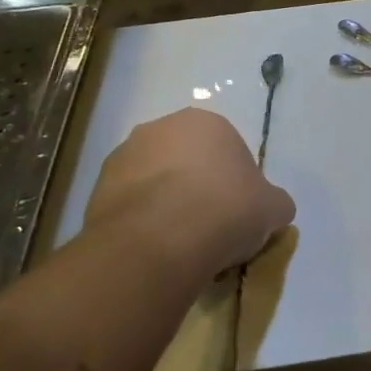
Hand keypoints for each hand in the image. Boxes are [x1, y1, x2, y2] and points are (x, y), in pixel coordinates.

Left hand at [84, 108, 295, 277]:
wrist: (160, 241)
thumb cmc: (226, 210)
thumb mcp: (274, 209)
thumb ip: (274, 203)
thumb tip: (272, 209)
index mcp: (207, 122)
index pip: (229, 149)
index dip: (237, 183)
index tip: (240, 212)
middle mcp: (160, 128)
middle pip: (188, 161)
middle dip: (198, 188)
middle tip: (212, 226)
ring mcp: (123, 156)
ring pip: (155, 182)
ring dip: (167, 204)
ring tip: (182, 243)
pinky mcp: (96, 190)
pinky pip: (131, 205)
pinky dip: (143, 223)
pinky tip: (156, 249)